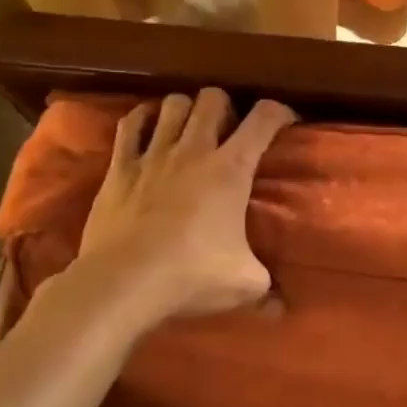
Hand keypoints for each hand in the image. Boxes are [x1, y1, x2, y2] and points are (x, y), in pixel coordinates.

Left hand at [77, 88, 295, 318]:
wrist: (123, 282)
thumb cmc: (191, 276)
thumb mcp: (243, 285)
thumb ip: (267, 288)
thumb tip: (282, 308)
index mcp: (231, 168)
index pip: (264, 118)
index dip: (280, 112)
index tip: (286, 122)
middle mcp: (194, 149)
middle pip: (213, 98)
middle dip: (226, 106)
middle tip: (229, 129)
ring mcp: (154, 154)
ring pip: (173, 103)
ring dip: (185, 109)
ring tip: (189, 127)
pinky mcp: (120, 166)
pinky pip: (130, 124)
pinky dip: (142, 119)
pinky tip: (148, 127)